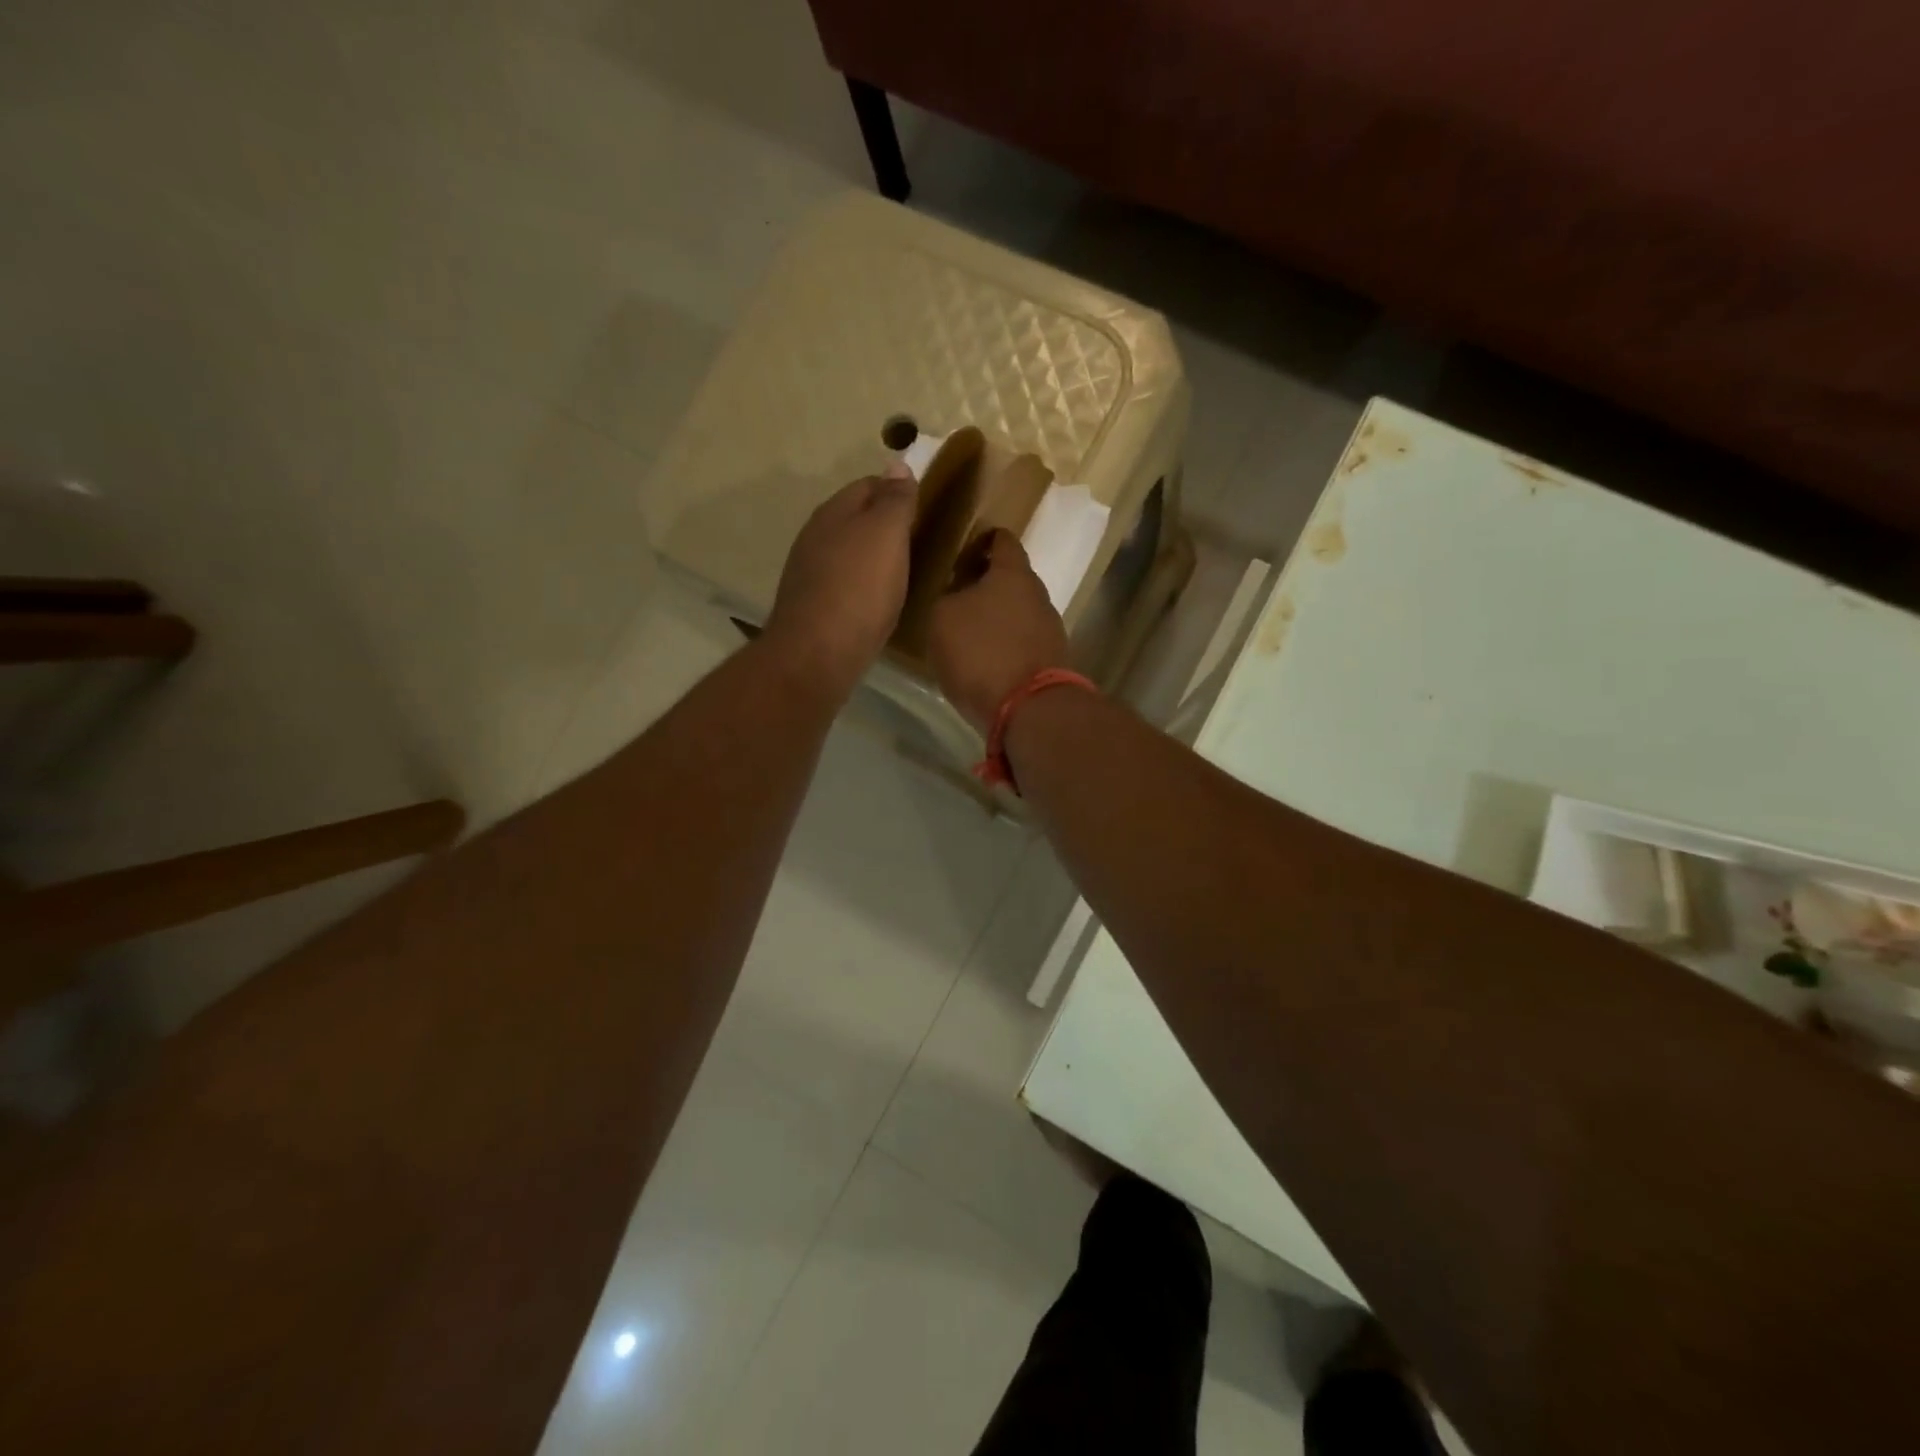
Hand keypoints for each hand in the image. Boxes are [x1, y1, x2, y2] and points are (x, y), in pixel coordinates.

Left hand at [764, 467, 917, 697]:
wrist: (817, 654)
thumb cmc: (858, 589)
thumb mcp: (886, 534)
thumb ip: (895, 500)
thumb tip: (898, 464)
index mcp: (833, 512)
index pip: (869, 485)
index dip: (899, 491)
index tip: (927, 509)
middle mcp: (816, 536)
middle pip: (857, 519)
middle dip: (886, 526)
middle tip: (922, 542)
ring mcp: (811, 573)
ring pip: (850, 553)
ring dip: (875, 558)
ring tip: (907, 572)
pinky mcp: (814, 607)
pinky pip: (846, 584)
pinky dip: (865, 586)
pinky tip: (881, 602)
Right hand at [929, 529, 1069, 732]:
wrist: (1028, 709)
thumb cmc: (980, 651)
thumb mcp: (942, 618)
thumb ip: (949, 598)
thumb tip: (959, 597)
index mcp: (1013, 573)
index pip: (1003, 540)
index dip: (984, 540)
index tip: (965, 551)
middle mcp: (1039, 595)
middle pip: (1013, 579)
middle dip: (988, 584)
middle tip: (959, 596)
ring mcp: (1050, 630)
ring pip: (1019, 613)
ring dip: (998, 618)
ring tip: (970, 634)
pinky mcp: (1052, 661)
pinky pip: (1023, 643)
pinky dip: (1006, 645)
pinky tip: (987, 662)